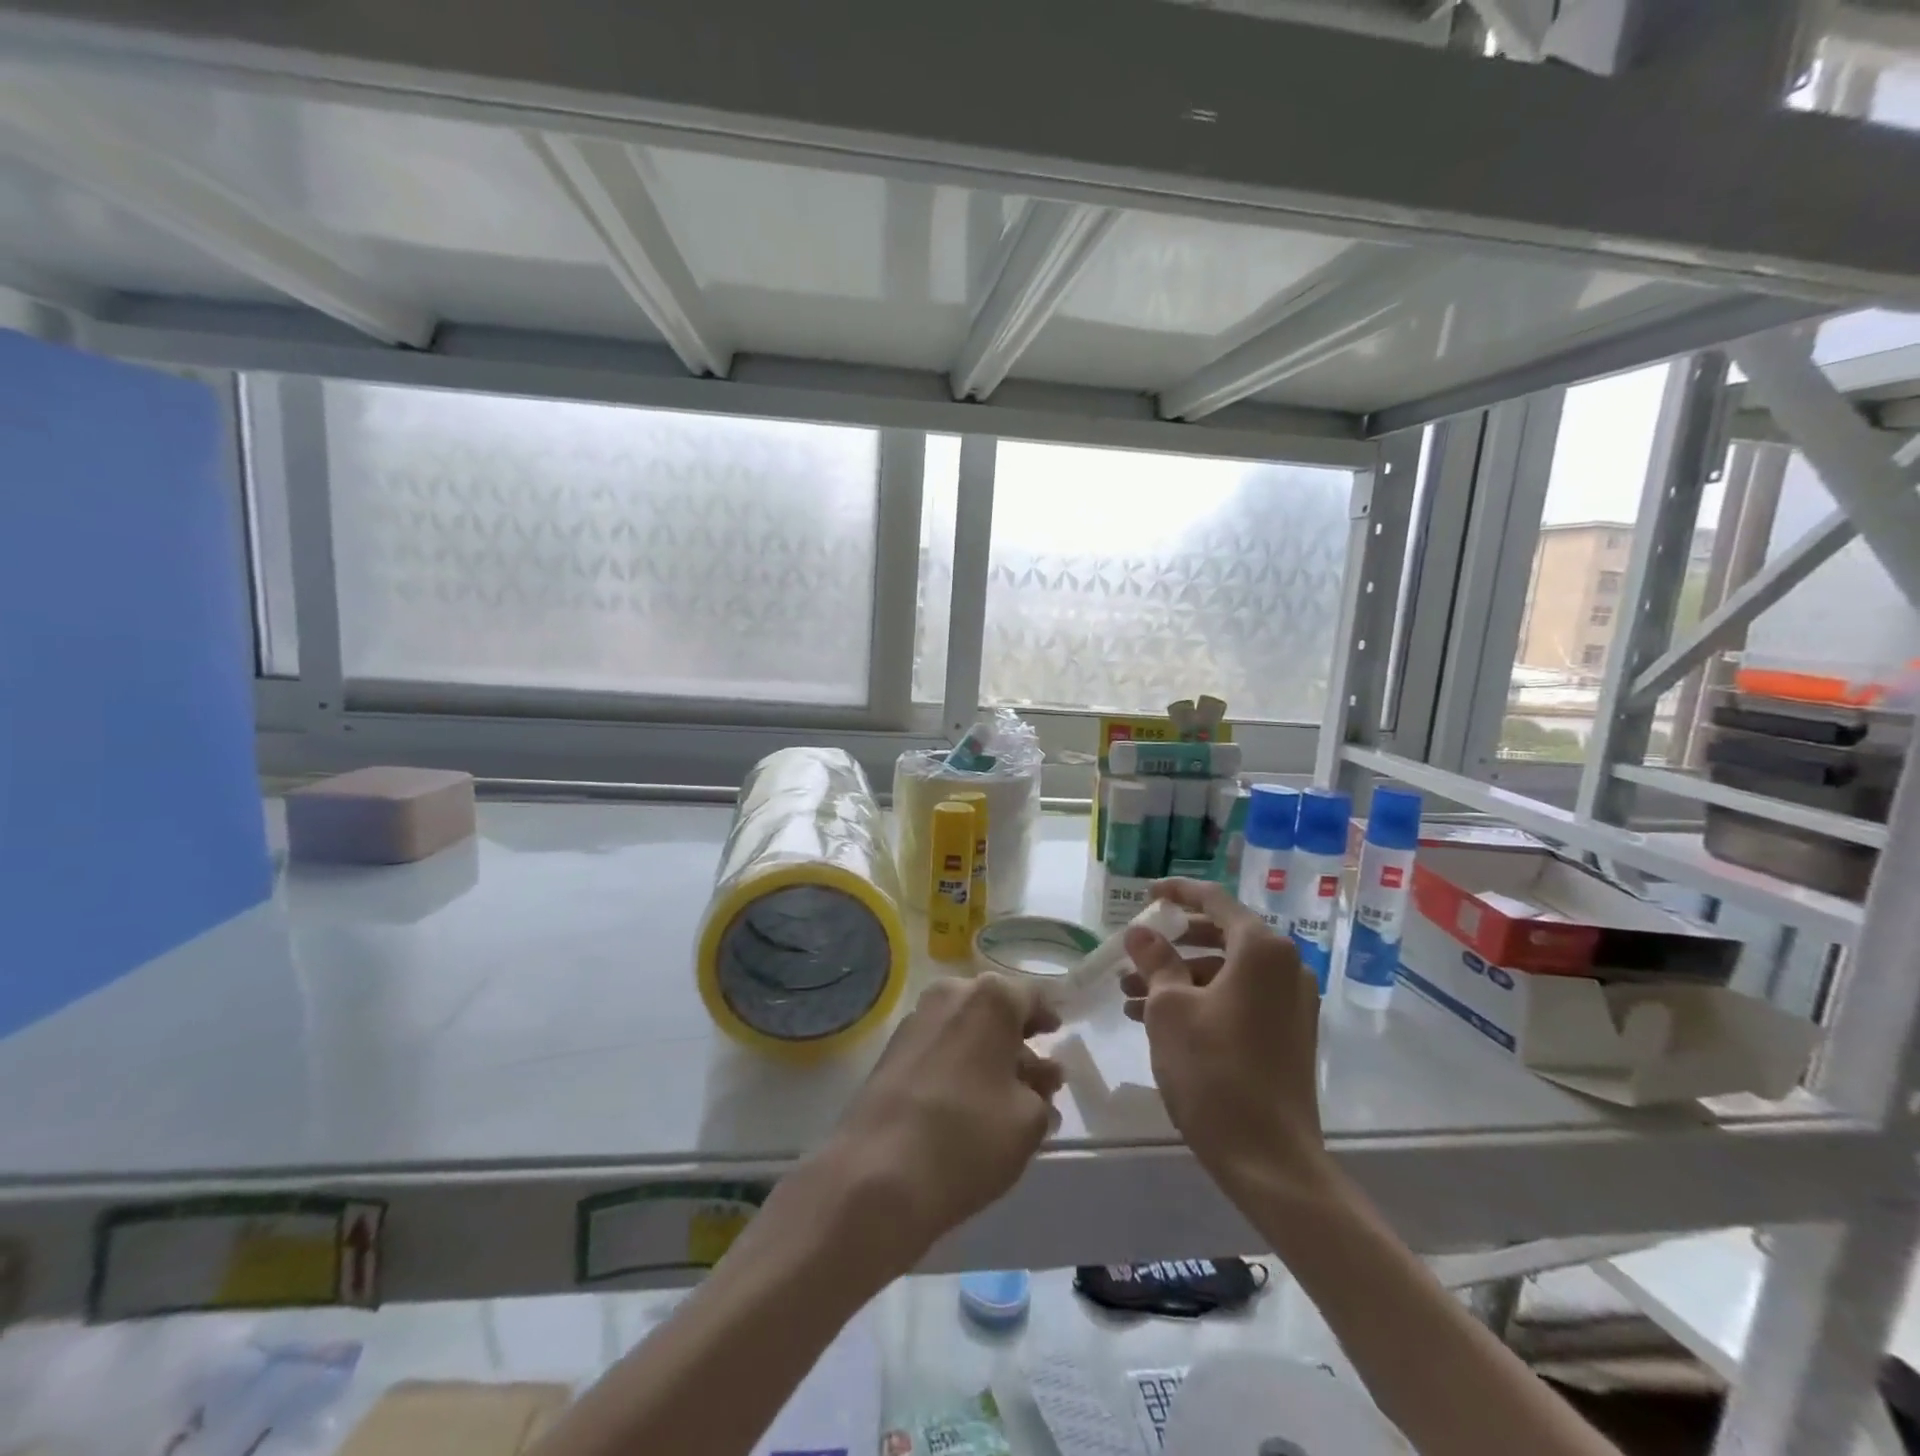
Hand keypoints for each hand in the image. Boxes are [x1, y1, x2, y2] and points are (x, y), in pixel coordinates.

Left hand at [810, 973, 1062, 1277]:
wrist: (877, 1174)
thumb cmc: (968, 1136)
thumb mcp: (1029, 1120)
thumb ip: (1041, 1090)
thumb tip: (1039, 1076)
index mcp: (990, 998)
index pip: (1031, 996)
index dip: (1047, 1016)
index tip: (1057, 1036)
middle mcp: (951, 994)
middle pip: (994, 1010)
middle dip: (1016, 1040)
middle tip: (1036, 1076)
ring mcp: (916, 1020)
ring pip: (965, 1029)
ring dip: (987, 1055)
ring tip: (1006, 1100)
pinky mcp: (891, 1051)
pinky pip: (939, 1047)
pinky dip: (958, 1065)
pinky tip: (969, 1105)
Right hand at [1119, 878, 1330, 1197]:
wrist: (1270, 1159)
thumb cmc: (1214, 1071)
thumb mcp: (1169, 1009)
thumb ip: (1155, 961)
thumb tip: (1141, 933)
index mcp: (1261, 950)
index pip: (1214, 900)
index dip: (1176, 892)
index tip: (1146, 895)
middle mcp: (1284, 967)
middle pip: (1220, 935)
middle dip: (1172, 944)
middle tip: (1134, 953)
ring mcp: (1291, 1003)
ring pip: (1225, 971)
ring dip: (1179, 977)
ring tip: (1129, 997)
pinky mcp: (1287, 1034)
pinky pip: (1238, 998)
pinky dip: (1200, 1000)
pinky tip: (1157, 1021)